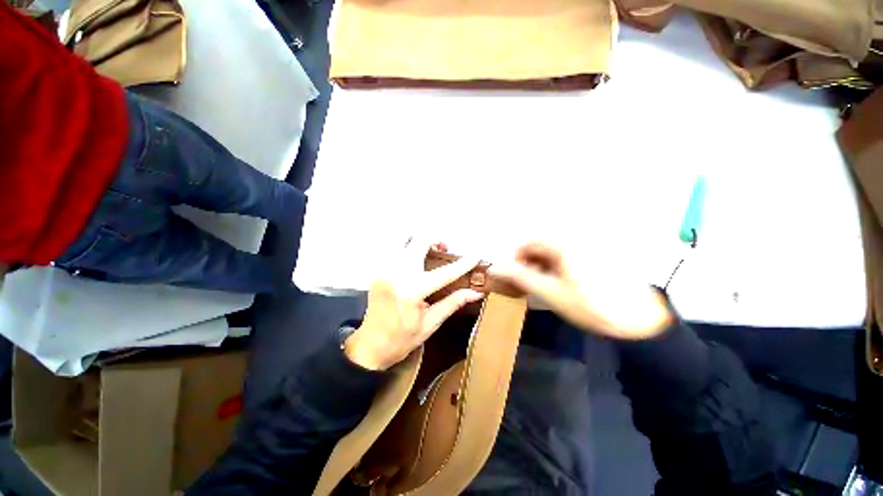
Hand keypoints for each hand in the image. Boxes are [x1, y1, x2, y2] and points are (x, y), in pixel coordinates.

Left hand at [344, 241, 483, 370]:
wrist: (370, 345)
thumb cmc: (402, 338)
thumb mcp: (430, 324)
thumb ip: (453, 303)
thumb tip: (476, 292)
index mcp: (412, 291)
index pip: (445, 273)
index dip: (463, 263)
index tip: (477, 254)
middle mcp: (397, 274)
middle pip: (419, 242)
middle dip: (435, 239)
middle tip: (444, 248)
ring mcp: (384, 269)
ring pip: (402, 238)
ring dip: (418, 239)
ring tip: (428, 249)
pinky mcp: (377, 269)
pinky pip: (391, 246)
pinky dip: (404, 244)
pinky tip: (412, 255)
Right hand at [489, 242, 672, 339]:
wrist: (640, 323)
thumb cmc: (590, 307)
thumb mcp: (550, 293)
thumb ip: (520, 277)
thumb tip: (494, 268)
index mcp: (565, 244)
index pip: (529, 242)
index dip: (518, 258)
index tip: (517, 276)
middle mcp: (578, 238)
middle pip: (544, 244)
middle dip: (532, 262)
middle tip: (533, 282)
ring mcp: (593, 245)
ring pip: (557, 249)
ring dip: (546, 263)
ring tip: (549, 284)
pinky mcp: (603, 253)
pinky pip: (572, 253)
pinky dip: (562, 264)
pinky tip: (567, 281)